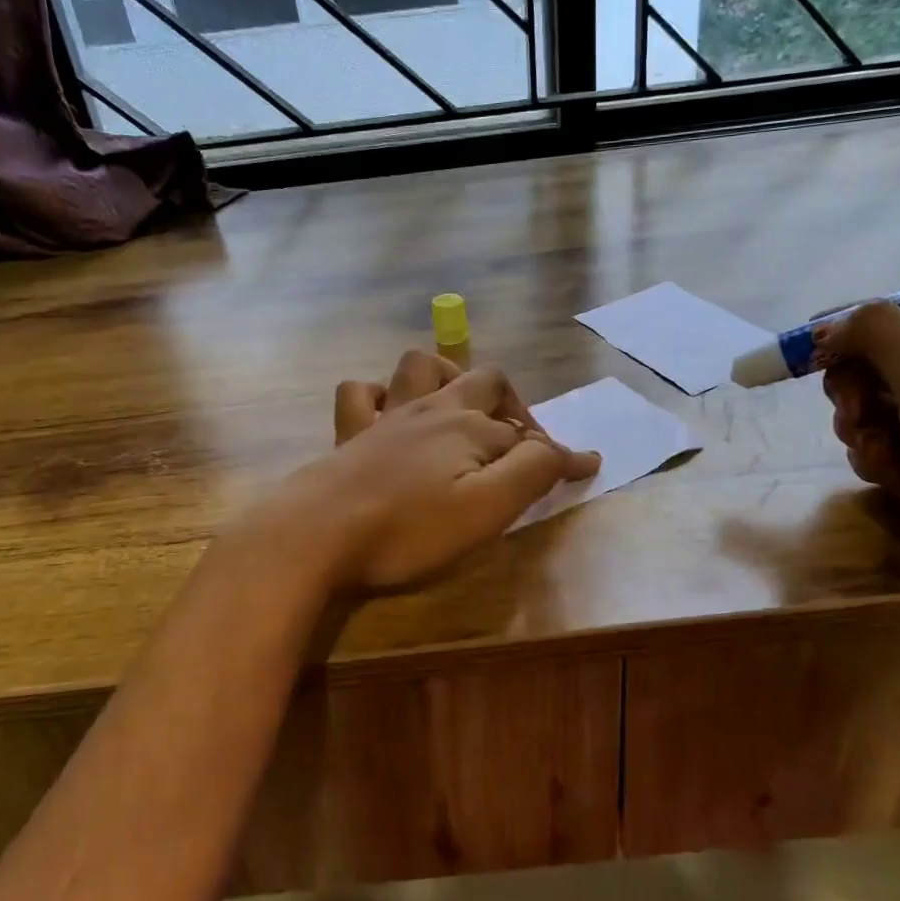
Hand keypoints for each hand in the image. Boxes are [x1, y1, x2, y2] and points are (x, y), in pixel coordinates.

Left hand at [258, 352, 599, 592]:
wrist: (316, 533)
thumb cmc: (408, 528)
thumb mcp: (486, 509)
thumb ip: (533, 474)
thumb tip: (575, 453)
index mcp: (469, 427)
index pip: (528, 435)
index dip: (557, 454)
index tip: (583, 471)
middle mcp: (432, 410)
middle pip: (483, 382)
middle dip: (511, 405)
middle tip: (518, 442)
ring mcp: (386, 416)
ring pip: (420, 367)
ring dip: (448, 378)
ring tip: (459, 410)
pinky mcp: (349, 434)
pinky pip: (361, 393)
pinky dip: (380, 396)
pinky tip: (389, 417)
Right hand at [818, 303, 899, 635]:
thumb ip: (880, 335)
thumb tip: (826, 323)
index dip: (854, 323)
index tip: (814, 342)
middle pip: (871, 360)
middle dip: (852, 384)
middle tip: (855, 406)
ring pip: (863, 404)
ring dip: (857, 425)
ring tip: (877, 449)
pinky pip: (869, 443)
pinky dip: (869, 456)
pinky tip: (888, 476)